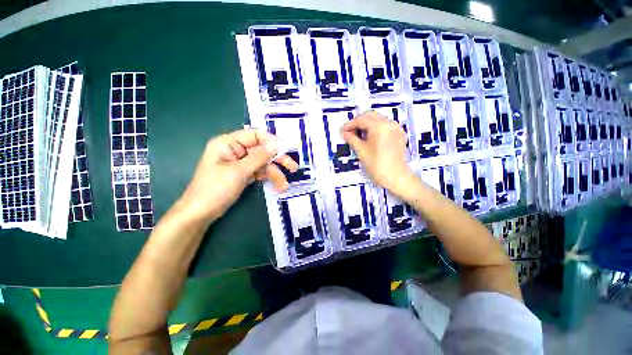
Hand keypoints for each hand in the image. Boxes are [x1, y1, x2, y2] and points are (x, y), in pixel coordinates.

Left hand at [176, 129, 297, 222]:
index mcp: (228, 143)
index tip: (286, 151)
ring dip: (274, 173)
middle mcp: (235, 150)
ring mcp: (239, 163)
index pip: (255, 135)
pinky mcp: (243, 174)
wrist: (200, 213)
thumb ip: (259, 157)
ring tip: (284, 186)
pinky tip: (277, 186)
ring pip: (262, 163)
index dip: (272, 142)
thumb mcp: (239, 171)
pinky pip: (259, 172)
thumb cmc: (215, 189)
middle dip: (277, 159)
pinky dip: (267, 178)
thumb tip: (276, 144)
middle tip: (293, 167)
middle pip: (261, 150)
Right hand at [341, 111, 412, 192]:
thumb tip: (344, 132)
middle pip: (370, 116)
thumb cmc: (376, 165)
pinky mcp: (399, 134)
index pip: (361, 120)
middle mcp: (389, 123)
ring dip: (366, 125)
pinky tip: (369, 137)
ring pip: (378, 120)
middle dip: (358, 122)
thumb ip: (351, 139)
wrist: (395, 177)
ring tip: (358, 135)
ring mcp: (396, 128)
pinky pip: (385, 126)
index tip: (342, 131)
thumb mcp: (361, 151)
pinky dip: (375, 128)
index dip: (349, 125)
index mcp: (379, 126)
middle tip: (349, 132)